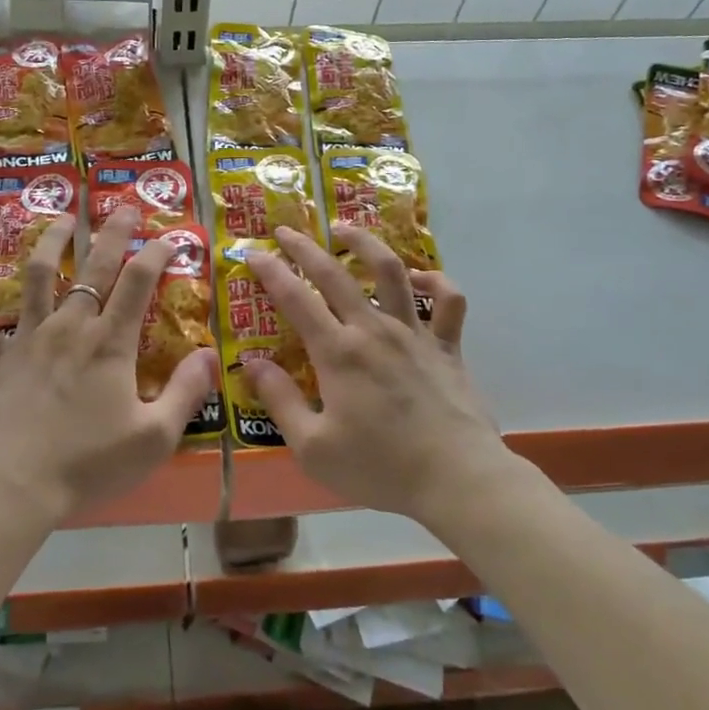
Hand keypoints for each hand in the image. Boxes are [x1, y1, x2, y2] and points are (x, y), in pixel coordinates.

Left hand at [0, 206, 218, 524]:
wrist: (12, 486)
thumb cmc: (87, 464)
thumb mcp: (153, 438)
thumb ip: (185, 393)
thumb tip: (210, 354)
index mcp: (110, 343)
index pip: (139, 283)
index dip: (157, 253)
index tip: (171, 237)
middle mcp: (70, 327)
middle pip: (94, 267)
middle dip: (112, 233)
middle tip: (122, 207)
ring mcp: (27, 337)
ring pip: (38, 275)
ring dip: (51, 241)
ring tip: (61, 216)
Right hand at [242, 225, 511, 521]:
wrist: (458, 479)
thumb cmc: (381, 468)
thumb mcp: (313, 447)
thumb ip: (280, 401)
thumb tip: (251, 364)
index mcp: (338, 352)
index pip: (295, 298)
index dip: (270, 271)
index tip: (252, 253)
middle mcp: (374, 330)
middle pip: (335, 273)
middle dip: (305, 247)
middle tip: (285, 229)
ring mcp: (415, 333)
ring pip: (391, 272)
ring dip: (366, 244)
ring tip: (346, 230)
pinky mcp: (447, 347)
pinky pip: (448, 302)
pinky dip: (435, 282)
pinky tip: (420, 279)